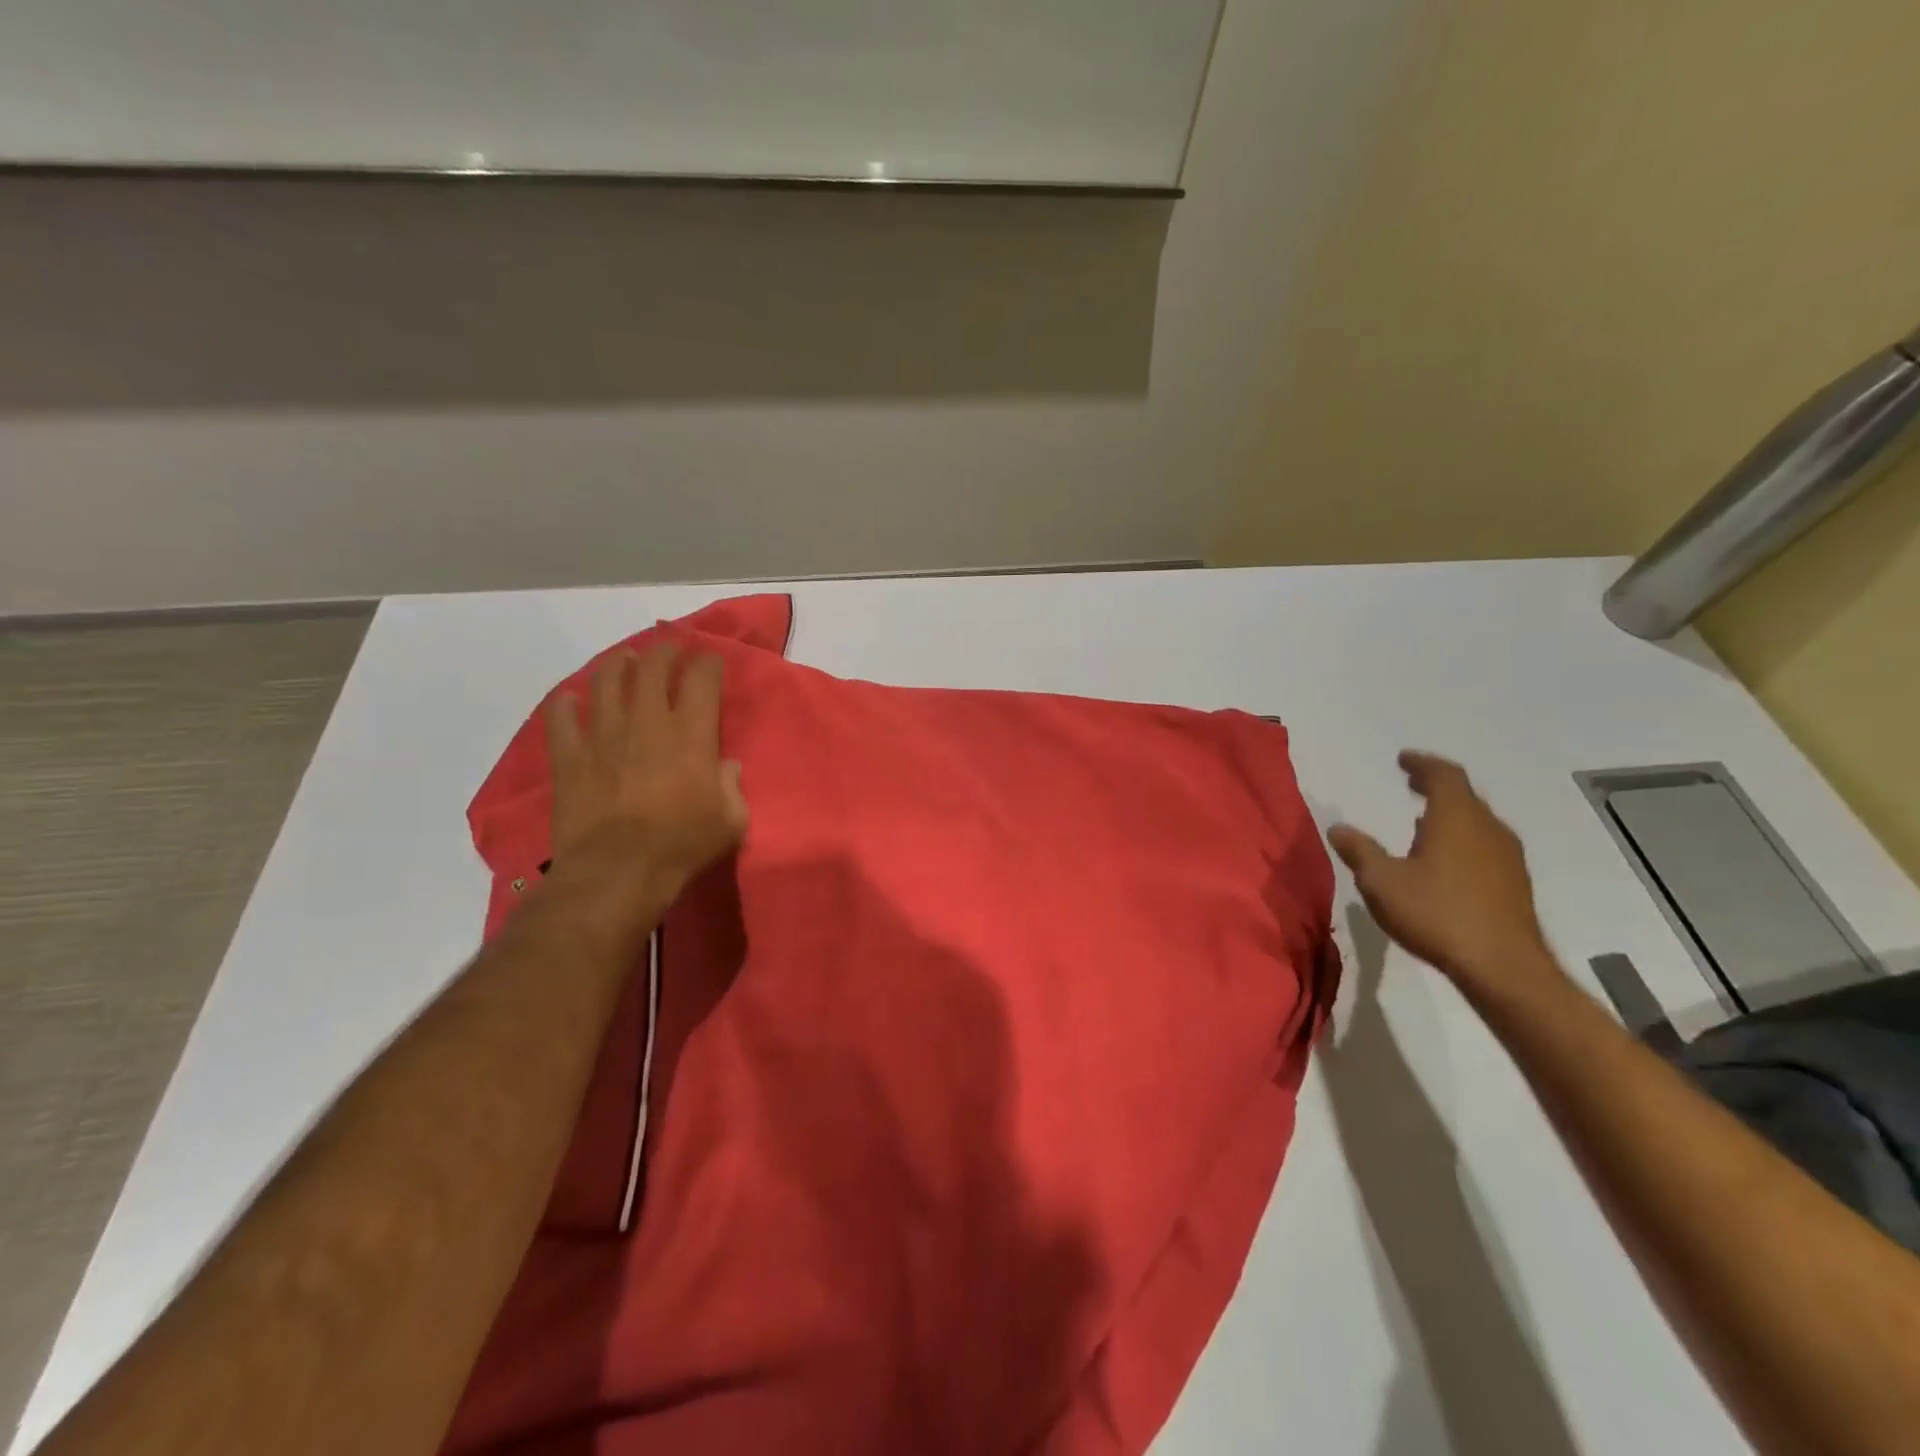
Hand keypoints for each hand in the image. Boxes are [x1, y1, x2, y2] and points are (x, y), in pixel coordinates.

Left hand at [544, 642, 748, 894]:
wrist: (618, 871)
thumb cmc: (682, 844)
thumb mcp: (731, 820)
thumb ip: (732, 786)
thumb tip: (725, 766)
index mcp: (691, 733)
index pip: (701, 677)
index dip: (708, 662)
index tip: (710, 661)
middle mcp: (647, 721)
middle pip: (652, 667)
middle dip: (664, 651)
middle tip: (669, 649)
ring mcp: (603, 734)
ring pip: (606, 680)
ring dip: (618, 664)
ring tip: (624, 661)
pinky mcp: (569, 755)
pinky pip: (560, 717)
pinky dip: (564, 704)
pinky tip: (569, 699)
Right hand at [1328, 752, 1557, 995]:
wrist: (1503, 966)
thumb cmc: (1437, 913)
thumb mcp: (1381, 882)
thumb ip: (1360, 851)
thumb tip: (1338, 828)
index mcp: (1456, 818)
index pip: (1444, 775)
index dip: (1422, 763)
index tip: (1403, 760)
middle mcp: (1487, 828)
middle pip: (1464, 795)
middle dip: (1435, 785)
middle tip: (1411, 783)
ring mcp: (1507, 856)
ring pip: (1476, 821)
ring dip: (1449, 814)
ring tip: (1421, 820)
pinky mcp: (1514, 882)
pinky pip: (1484, 845)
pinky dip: (1461, 838)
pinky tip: (1444, 859)